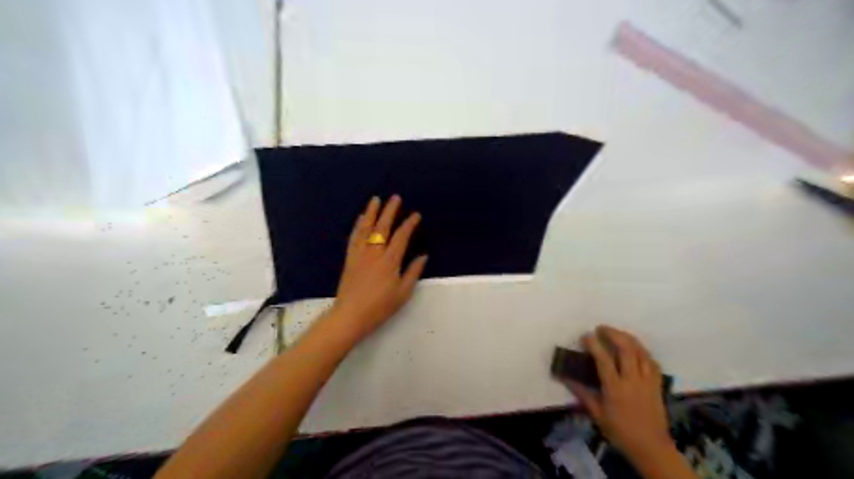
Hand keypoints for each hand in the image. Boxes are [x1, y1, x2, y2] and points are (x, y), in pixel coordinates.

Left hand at [331, 196, 426, 341]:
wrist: (350, 315)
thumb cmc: (380, 307)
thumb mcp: (403, 293)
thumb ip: (413, 272)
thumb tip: (423, 256)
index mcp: (390, 261)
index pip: (401, 237)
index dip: (409, 224)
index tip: (415, 215)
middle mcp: (374, 253)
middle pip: (383, 227)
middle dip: (390, 211)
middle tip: (395, 198)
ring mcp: (360, 254)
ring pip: (366, 228)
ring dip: (371, 212)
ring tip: (375, 199)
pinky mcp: (350, 258)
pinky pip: (354, 238)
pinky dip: (358, 226)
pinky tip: (360, 219)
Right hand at [566, 326, 673, 460]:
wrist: (651, 447)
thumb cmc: (620, 432)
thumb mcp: (597, 414)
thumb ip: (582, 393)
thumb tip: (566, 377)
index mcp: (615, 388)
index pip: (604, 359)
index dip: (594, 344)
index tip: (586, 336)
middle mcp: (632, 380)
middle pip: (626, 349)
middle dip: (613, 334)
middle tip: (601, 328)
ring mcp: (647, 381)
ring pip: (641, 352)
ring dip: (628, 338)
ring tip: (617, 333)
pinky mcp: (657, 384)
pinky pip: (652, 362)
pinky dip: (643, 351)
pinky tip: (636, 349)